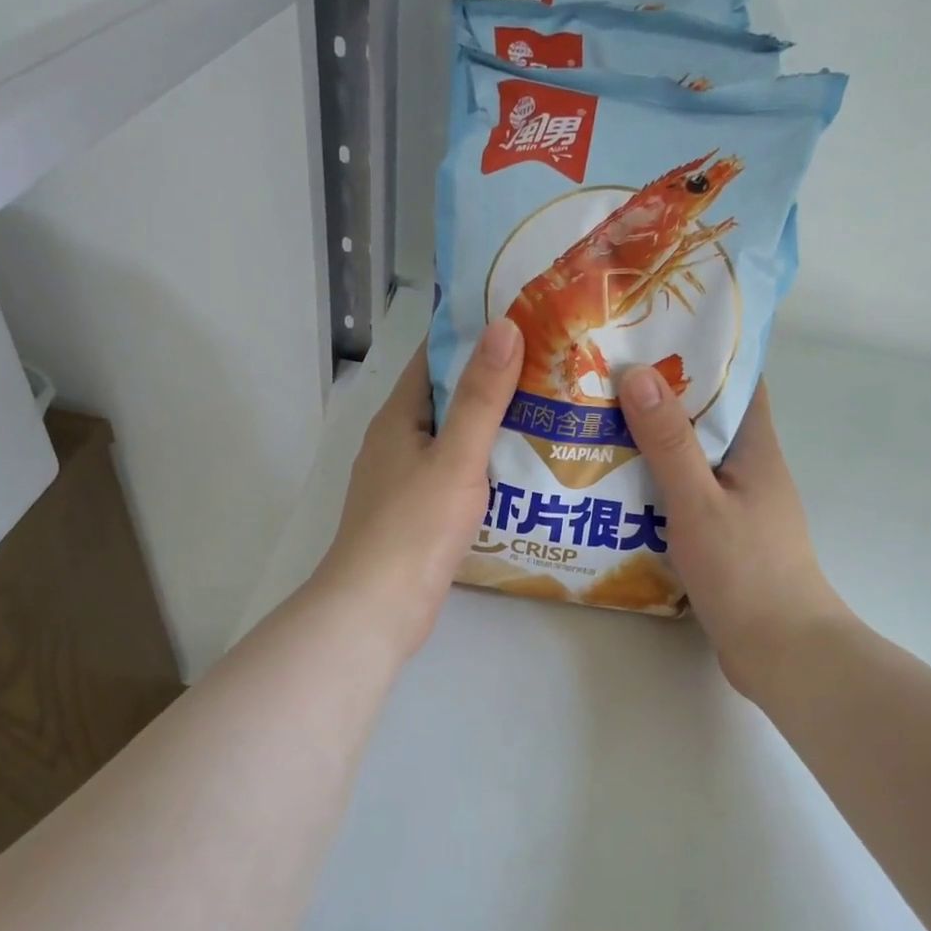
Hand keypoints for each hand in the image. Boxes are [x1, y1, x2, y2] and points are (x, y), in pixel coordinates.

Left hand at [313, 320, 523, 659]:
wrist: (378, 608)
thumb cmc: (415, 526)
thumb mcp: (456, 456)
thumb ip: (481, 396)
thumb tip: (504, 326)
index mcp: (397, 419)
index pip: (433, 359)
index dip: (472, 337)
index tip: (523, 322)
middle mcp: (396, 444)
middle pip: (446, 400)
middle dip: (492, 383)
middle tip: (552, 370)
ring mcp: (404, 483)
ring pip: (452, 442)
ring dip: (492, 429)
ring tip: (550, 415)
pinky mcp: (417, 517)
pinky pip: (455, 478)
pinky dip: (484, 469)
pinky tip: (523, 474)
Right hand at [618, 366, 855, 698]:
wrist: (780, 651)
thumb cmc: (744, 571)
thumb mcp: (698, 501)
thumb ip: (669, 443)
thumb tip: (639, 374)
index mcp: (756, 449)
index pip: (738, 382)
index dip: (703, 353)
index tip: (652, 336)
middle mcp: (750, 469)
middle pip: (707, 419)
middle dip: (662, 397)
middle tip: (605, 381)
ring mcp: (737, 505)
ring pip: (692, 460)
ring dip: (653, 444)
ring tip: (597, 428)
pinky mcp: (722, 537)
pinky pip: (684, 496)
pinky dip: (655, 486)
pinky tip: (614, 489)